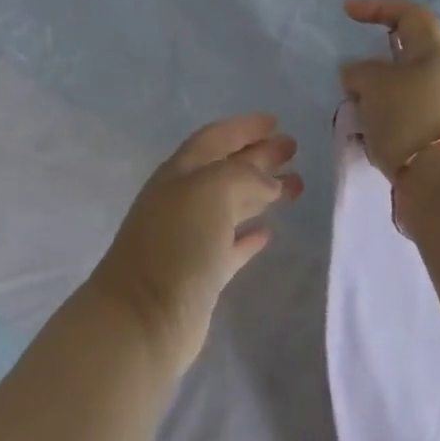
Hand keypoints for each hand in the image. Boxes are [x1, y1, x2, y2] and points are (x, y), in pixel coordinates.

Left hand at [87, 114, 300, 380]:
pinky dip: (248, 234)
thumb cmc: (176, 244)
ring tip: (296, 186)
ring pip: (231, 205)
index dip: (244, 128)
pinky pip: (230, 244)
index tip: (275, 122)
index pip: (215, 138)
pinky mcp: (200, 274)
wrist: (143, 318)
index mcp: (180, 172)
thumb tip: (268, 182)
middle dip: (258, 156)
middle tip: (293, 149)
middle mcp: (183, 199)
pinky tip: (268, 232)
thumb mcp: (210, 191)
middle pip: (225, 169)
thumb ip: (243, 175)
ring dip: (261, 192)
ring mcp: (190, 237)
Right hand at [341, 0, 439, 180]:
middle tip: (349, 79)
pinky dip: (381, 122)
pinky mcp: (435, 140)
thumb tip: (357, 75)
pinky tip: (367, 138)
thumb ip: (359, 71)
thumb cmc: (409, 118)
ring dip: (373, 97)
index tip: (347, 12)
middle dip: (372, 65)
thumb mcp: (373, 83)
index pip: (410, 14)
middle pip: (403, 56)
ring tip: (355, 114)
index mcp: (434, 54)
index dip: (378, 6)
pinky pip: (400, 119)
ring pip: (398, 90)